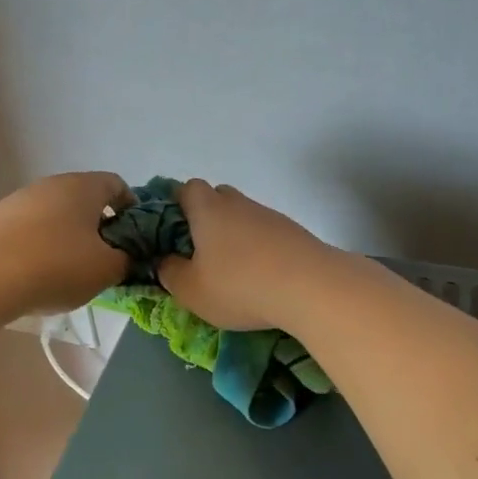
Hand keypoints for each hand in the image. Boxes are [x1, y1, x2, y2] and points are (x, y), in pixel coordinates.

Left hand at [0, 172, 136, 314]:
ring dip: (65, 235)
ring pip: (53, 213)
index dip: (131, 209)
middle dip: (97, 225)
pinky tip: (33, 273)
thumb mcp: (106, 270)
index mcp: (84, 187)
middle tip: (103, 257)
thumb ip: (126, 259)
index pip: (117, 185)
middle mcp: (51, 184)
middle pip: (83, 199)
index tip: (133, 237)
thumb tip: (127, 255)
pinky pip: (26, 229)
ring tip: (66, 270)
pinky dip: (36, 244)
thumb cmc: (57, 266)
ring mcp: (18, 199)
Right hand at [155, 179, 339, 331]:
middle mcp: (238, 203)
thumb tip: (166, 261)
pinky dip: (259, 250)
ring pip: (243, 218)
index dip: (176, 205)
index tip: (173, 233)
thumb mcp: (191, 290)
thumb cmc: (239, 285)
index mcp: (207, 208)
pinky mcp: (293, 232)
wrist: (311, 287)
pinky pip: (266, 234)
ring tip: (233, 273)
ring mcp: (269, 215)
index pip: (186, 188)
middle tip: (200, 253)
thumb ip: (170, 273)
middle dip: (206, 220)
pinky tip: (261, 278)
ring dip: (235, 237)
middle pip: (217, 198)